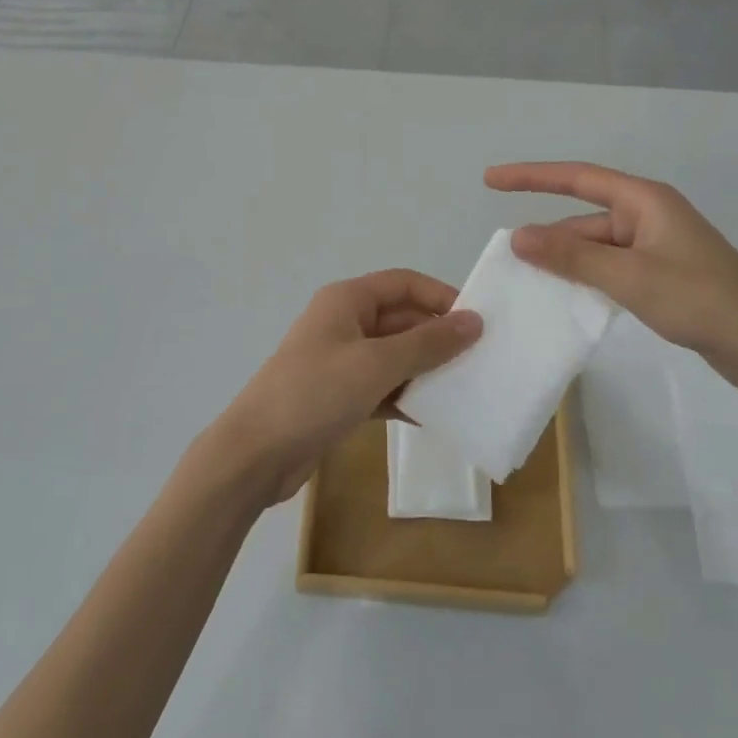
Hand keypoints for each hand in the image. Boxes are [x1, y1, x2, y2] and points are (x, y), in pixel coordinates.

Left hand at [203, 270, 482, 506]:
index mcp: (346, 301)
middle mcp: (344, 324)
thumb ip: (427, 343)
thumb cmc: (315, 394)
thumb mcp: (376, 365)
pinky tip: (434, 417)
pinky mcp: (340, 397)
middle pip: (402, 320)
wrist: (256, 454)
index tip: (477, 323)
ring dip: (426, 371)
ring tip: (467, 389)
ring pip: (395, 357)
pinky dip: (406, 399)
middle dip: (438, 338)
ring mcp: (341, 362)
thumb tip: (474, 321)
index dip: (440, 296)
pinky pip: (383, 388)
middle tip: (481, 361)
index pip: (403, 283)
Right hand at [485, 161, 737, 402]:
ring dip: (567, 262)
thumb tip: (517, 235)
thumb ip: (571, 257)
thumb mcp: (629, 277)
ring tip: (529, 283)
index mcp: (645, 201)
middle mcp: (649, 215)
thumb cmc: (700, 300)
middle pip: (584, 217)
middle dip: (549, 236)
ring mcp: (657, 246)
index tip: (491, 180)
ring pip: (596, 246)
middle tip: (509, 259)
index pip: (577, 178)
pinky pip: (611, 266)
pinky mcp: (662, 273)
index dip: (531, 176)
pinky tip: (568, 298)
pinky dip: (587, 278)